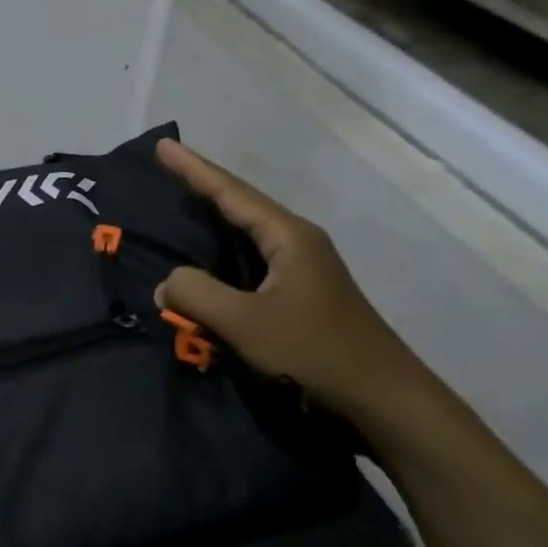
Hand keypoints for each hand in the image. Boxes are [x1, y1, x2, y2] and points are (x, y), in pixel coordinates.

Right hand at [153, 138, 426, 419]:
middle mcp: (298, 243)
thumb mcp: (245, 323)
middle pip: (241, 205)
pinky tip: (209, 263)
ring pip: (247, 235)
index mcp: (289, 237)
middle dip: (202, 186)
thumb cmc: (315, 353)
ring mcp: (304, 270)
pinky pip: (252, 263)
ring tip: (180, 206)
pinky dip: (223, 256)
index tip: (163, 145)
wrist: (384, 401)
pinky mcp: (302, 296)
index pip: (231, 193)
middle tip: (166, 168)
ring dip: (213, 221)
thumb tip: (166, 283)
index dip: (193, 169)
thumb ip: (197, 295)